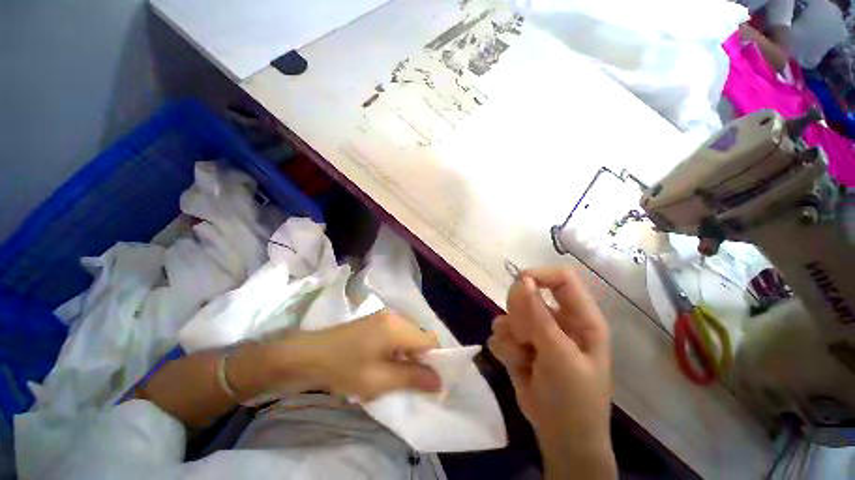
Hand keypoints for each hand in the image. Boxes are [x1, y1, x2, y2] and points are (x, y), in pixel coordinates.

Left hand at [284, 311, 441, 400]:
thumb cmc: (344, 368)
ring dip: (407, 355)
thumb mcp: (379, 380)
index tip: (427, 381)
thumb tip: (439, 381)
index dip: (435, 360)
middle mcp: (395, 317)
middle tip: (407, 381)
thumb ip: (412, 378)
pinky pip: (397, 334)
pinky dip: (397, 349)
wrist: (309, 354)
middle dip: (420, 359)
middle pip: (420, 337)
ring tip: (393, 374)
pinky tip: (383, 363)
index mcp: (398, 327)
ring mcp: (384, 317)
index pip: (431, 340)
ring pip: (409, 336)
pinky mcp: (376, 321)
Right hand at [488, 267, 615, 478]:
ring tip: (523, 357)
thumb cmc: (573, 398)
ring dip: (510, 335)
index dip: (539, 276)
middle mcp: (557, 318)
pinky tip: (516, 363)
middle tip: (526, 338)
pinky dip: (503, 347)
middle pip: (527, 293)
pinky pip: (499, 331)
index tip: (518, 285)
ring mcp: (535, 330)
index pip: (561, 278)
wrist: (559, 437)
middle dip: (520, 315)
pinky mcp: (518, 342)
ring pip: (509, 313)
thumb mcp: (560, 357)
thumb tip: (521, 280)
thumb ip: (538, 317)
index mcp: (580, 317)